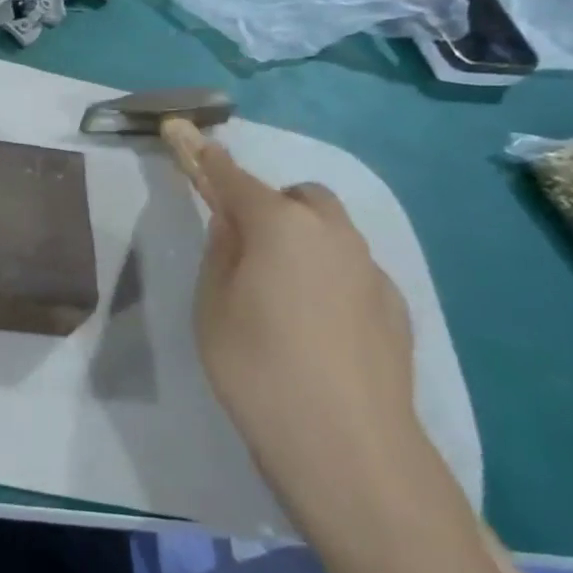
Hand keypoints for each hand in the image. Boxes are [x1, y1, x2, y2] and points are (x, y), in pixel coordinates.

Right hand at [164, 120, 426, 540]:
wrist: (347, 445)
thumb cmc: (257, 368)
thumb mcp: (213, 305)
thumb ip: (222, 251)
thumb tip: (232, 221)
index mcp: (278, 225)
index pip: (229, 176)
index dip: (199, 153)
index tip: (179, 127)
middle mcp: (330, 232)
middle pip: (293, 198)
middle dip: (266, 207)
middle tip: (242, 252)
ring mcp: (369, 267)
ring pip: (328, 231)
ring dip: (299, 241)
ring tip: (280, 298)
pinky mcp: (393, 304)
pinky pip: (350, 269)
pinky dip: (327, 276)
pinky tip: (317, 329)